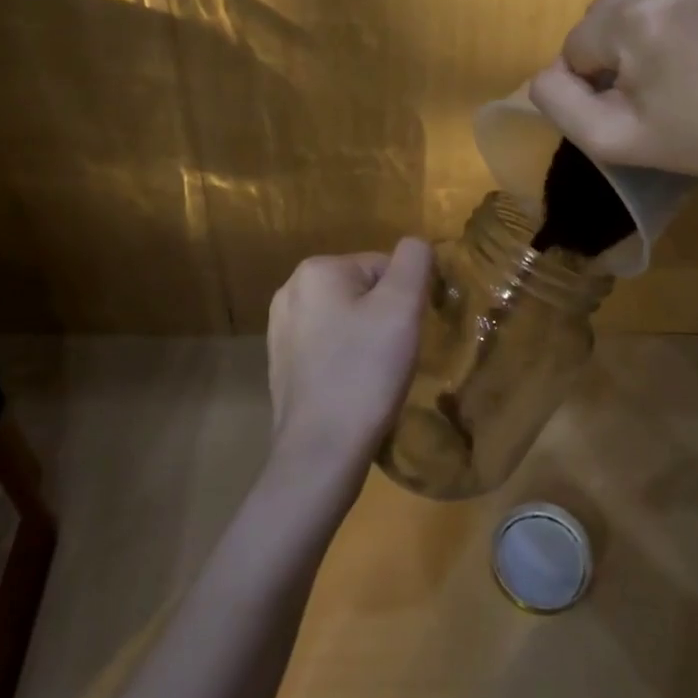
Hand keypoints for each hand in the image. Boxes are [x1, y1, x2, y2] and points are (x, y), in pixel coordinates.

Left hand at [266, 239, 434, 483]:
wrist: (321, 452)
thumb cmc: (365, 371)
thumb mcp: (402, 306)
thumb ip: (414, 260)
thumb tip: (416, 245)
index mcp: (317, 269)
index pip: (384, 267)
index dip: (405, 299)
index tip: (405, 335)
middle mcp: (290, 290)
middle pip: (363, 290)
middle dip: (384, 317)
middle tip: (393, 355)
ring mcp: (281, 329)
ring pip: (347, 319)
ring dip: (367, 338)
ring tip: (374, 374)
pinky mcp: (281, 364)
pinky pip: (329, 346)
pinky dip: (346, 360)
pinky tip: (353, 387)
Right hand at [530, 0, 697, 193]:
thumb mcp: (614, 140)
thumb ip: (558, 102)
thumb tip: (546, 68)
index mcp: (636, 17)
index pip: (579, 42)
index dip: (602, 76)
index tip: (644, 96)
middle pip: (606, 5)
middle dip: (621, 39)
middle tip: (665, 73)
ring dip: (646, 9)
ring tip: (684, 43)